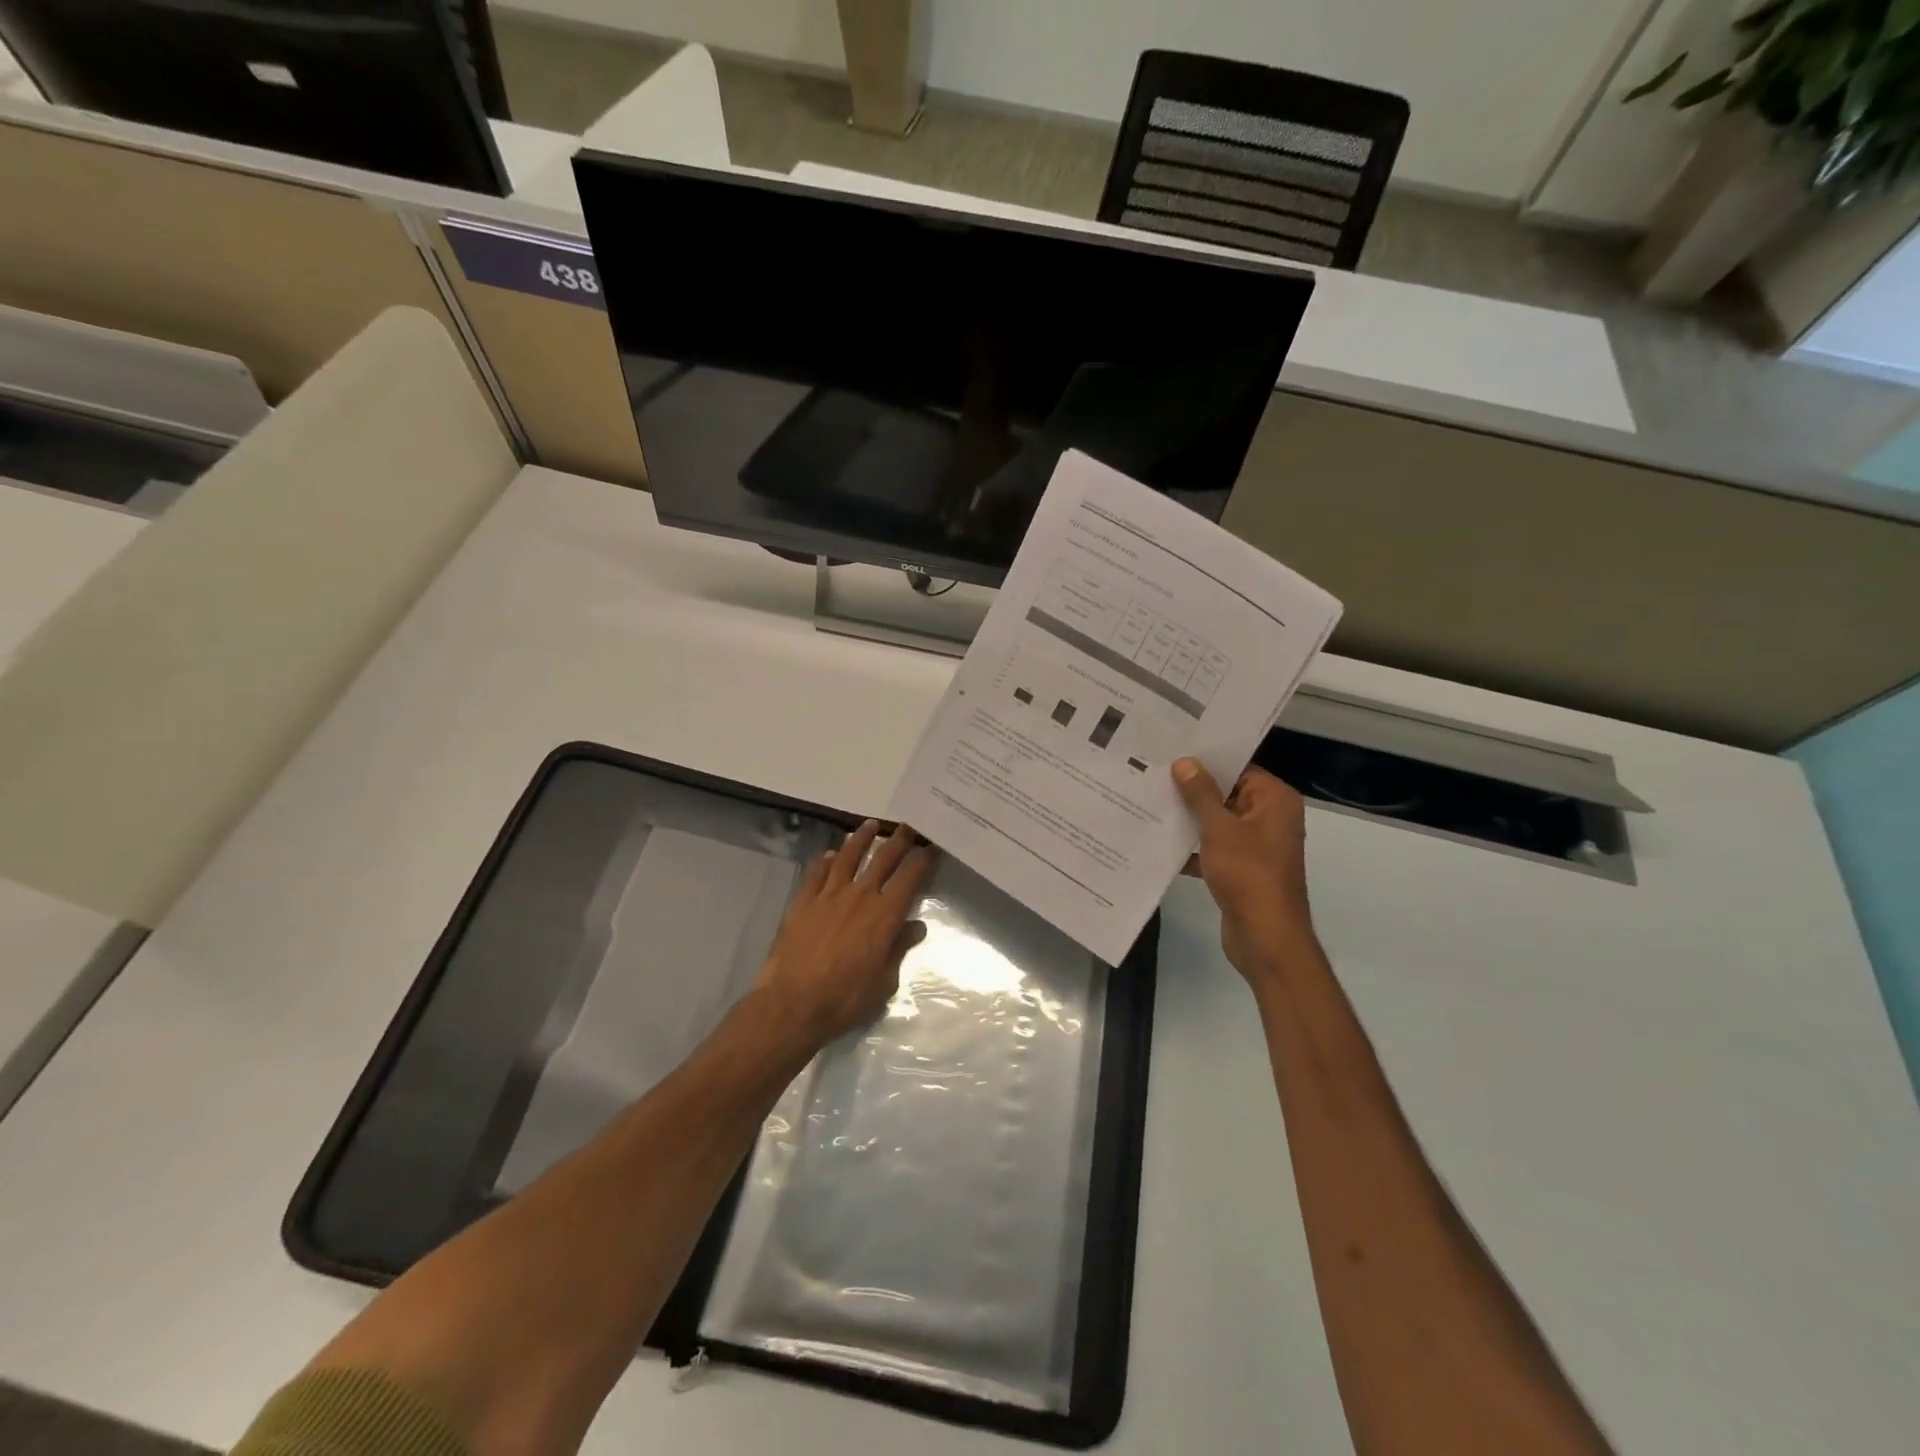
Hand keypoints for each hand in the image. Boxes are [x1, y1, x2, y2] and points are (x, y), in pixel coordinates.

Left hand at [756, 820, 936, 1046]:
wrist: (792, 1004)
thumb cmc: (845, 999)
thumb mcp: (884, 981)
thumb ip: (899, 948)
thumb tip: (916, 926)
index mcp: (885, 915)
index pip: (910, 878)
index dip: (923, 859)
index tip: (931, 846)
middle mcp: (860, 896)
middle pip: (883, 859)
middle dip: (899, 840)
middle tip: (908, 825)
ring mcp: (829, 895)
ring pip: (849, 856)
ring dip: (861, 839)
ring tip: (870, 825)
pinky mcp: (803, 901)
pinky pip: (817, 873)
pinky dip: (826, 860)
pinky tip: (831, 854)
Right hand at [1173, 759, 1316, 983]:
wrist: (1265, 937)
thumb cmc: (1248, 874)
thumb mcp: (1220, 828)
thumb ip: (1201, 794)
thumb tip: (1185, 762)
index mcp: (1275, 801)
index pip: (1239, 768)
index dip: (1206, 761)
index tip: (1172, 751)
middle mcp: (1270, 818)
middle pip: (1227, 794)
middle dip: (1192, 790)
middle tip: (1152, 774)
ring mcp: (1257, 846)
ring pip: (1218, 822)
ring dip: (1189, 819)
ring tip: (1149, 803)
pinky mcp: (1242, 869)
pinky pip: (1214, 848)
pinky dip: (1192, 847)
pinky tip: (1159, 842)